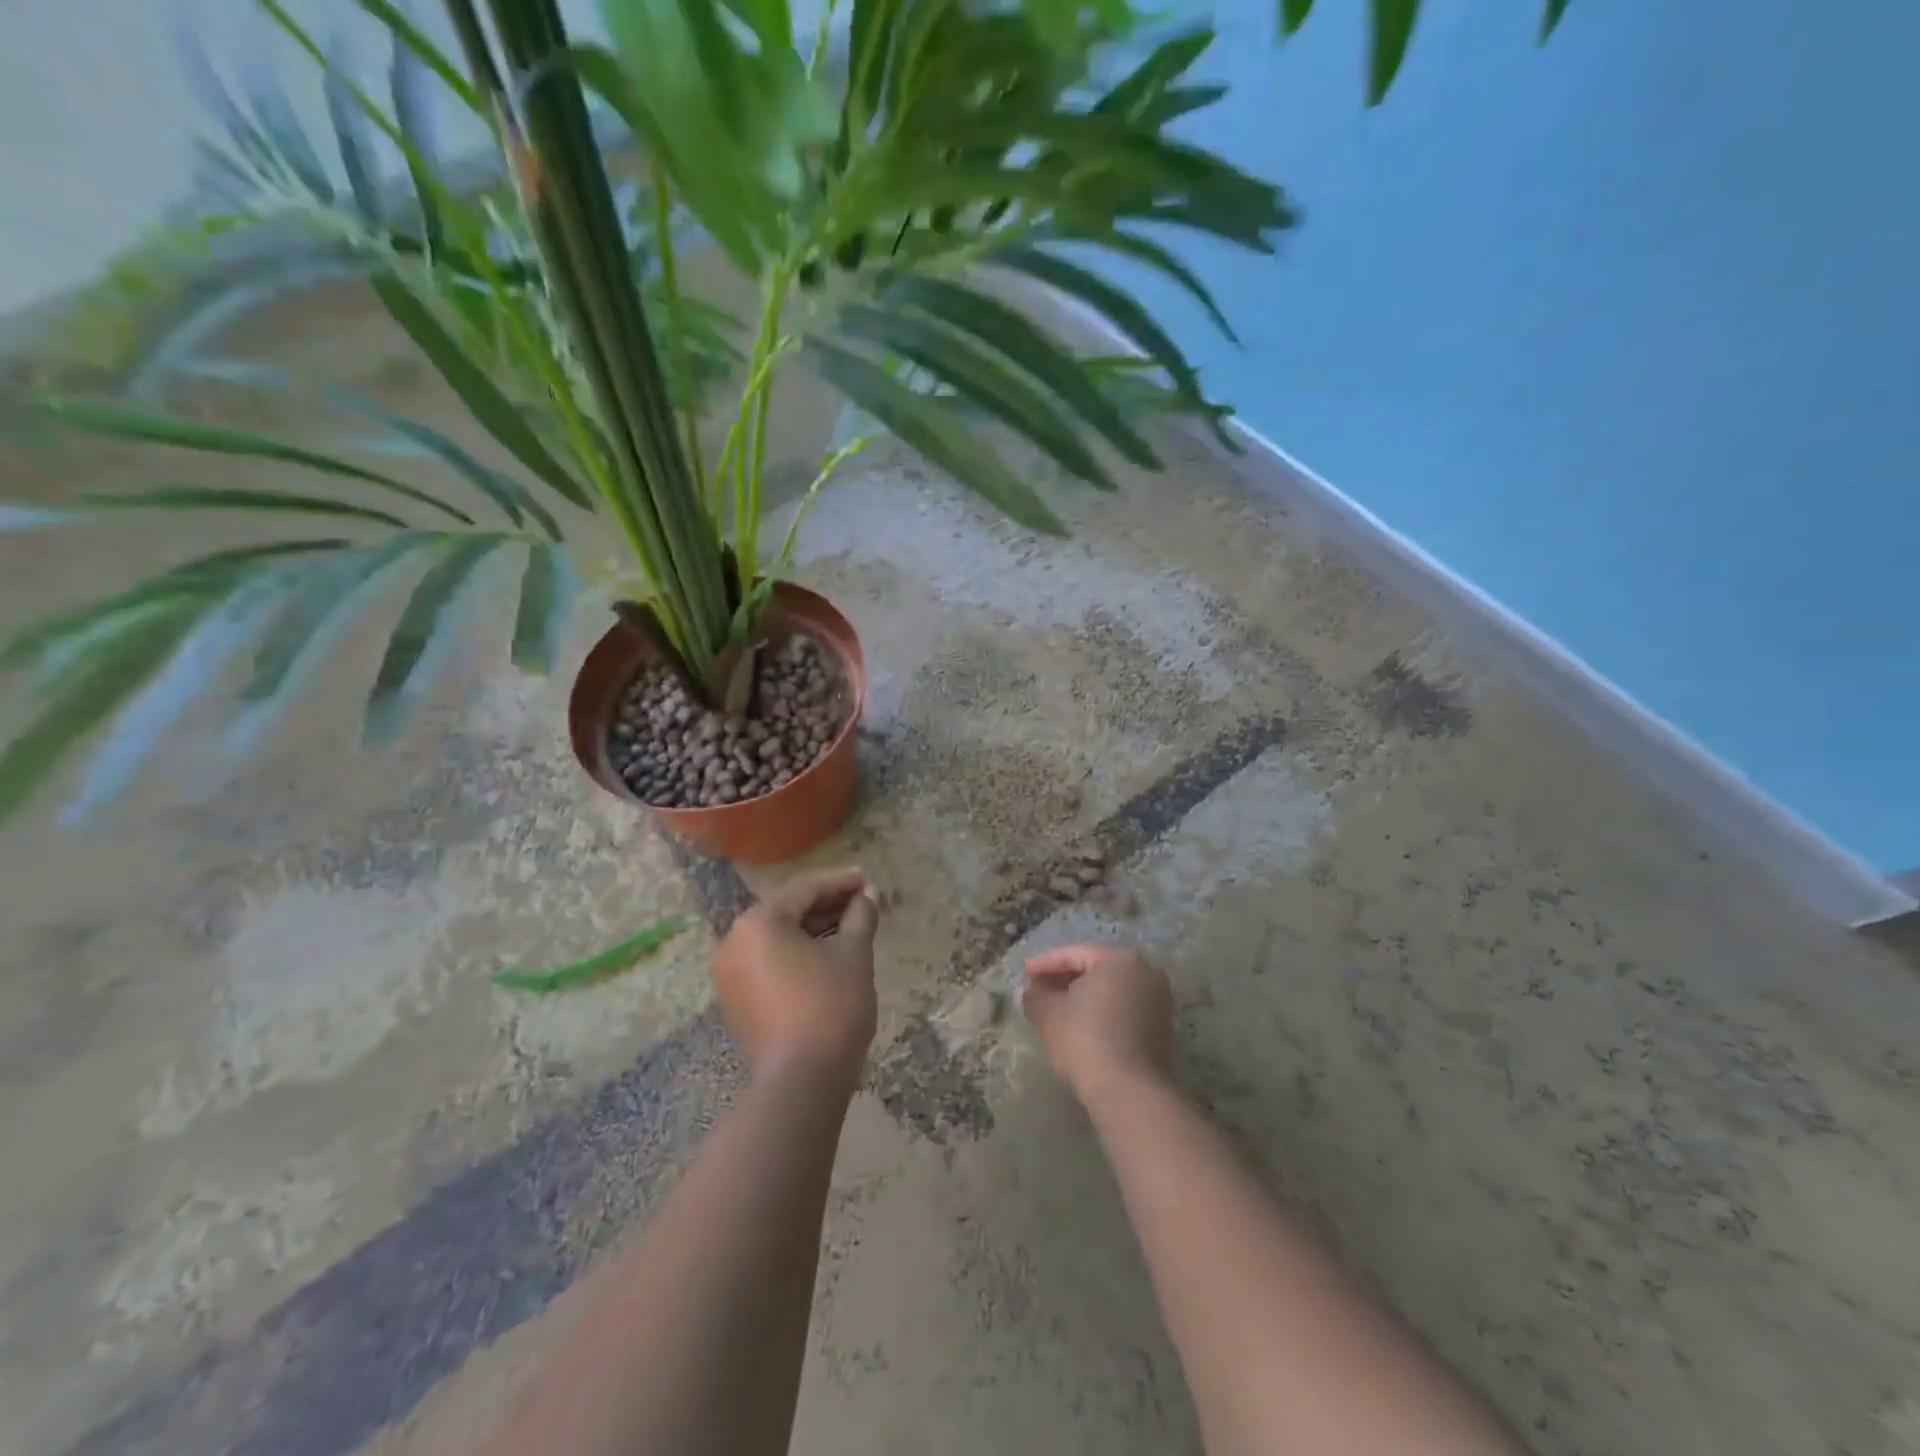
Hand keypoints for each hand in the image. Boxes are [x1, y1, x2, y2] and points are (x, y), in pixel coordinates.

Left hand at [713, 868, 879, 1089]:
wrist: (801, 1082)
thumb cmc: (831, 1007)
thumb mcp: (854, 954)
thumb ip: (859, 917)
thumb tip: (865, 898)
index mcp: (758, 923)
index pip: (804, 890)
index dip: (839, 882)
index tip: (867, 880)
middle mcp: (734, 942)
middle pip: (786, 911)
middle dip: (826, 905)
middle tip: (861, 902)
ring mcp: (730, 973)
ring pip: (777, 937)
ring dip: (813, 929)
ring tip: (850, 927)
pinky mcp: (736, 999)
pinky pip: (769, 961)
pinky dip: (797, 953)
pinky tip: (827, 954)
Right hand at [1022, 944, 1175, 1102]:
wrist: (1129, 1091)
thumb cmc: (1085, 1038)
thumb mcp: (1048, 1013)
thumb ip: (1035, 996)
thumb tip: (1031, 992)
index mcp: (1120, 958)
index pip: (1074, 954)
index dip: (1045, 964)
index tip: (1025, 974)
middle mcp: (1146, 972)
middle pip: (1096, 970)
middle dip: (1065, 979)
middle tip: (1038, 989)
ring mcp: (1159, 1001)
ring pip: (1111, 992)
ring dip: (1083, 998)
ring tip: (1056, 1009)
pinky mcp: (1162, 1029)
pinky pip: (1124, 1011)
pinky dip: (1101, 1014)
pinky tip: (1081, 1027)